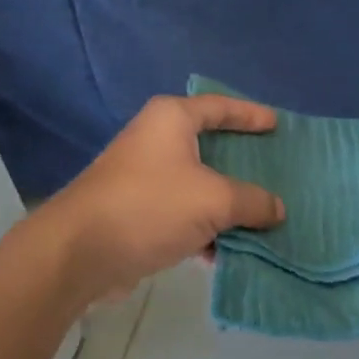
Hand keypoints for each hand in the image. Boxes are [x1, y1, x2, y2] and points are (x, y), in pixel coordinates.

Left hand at [47, 94, 285, 303]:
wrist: (81, 252)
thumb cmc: (151, 206)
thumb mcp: (214, 200)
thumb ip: (252, 201)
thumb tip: (277, 209)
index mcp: (171, 120)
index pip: (219, 106)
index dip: (249, 114)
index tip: (275, 124)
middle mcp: (155, 141)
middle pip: (210, 146)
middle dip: (243, 164)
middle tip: (276, 172)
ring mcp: (143, 178)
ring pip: (198, 186)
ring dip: (227, 204)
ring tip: (263, 218)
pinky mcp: (136, 212)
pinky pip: (182, 214)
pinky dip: (205, 229)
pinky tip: (227, 251)